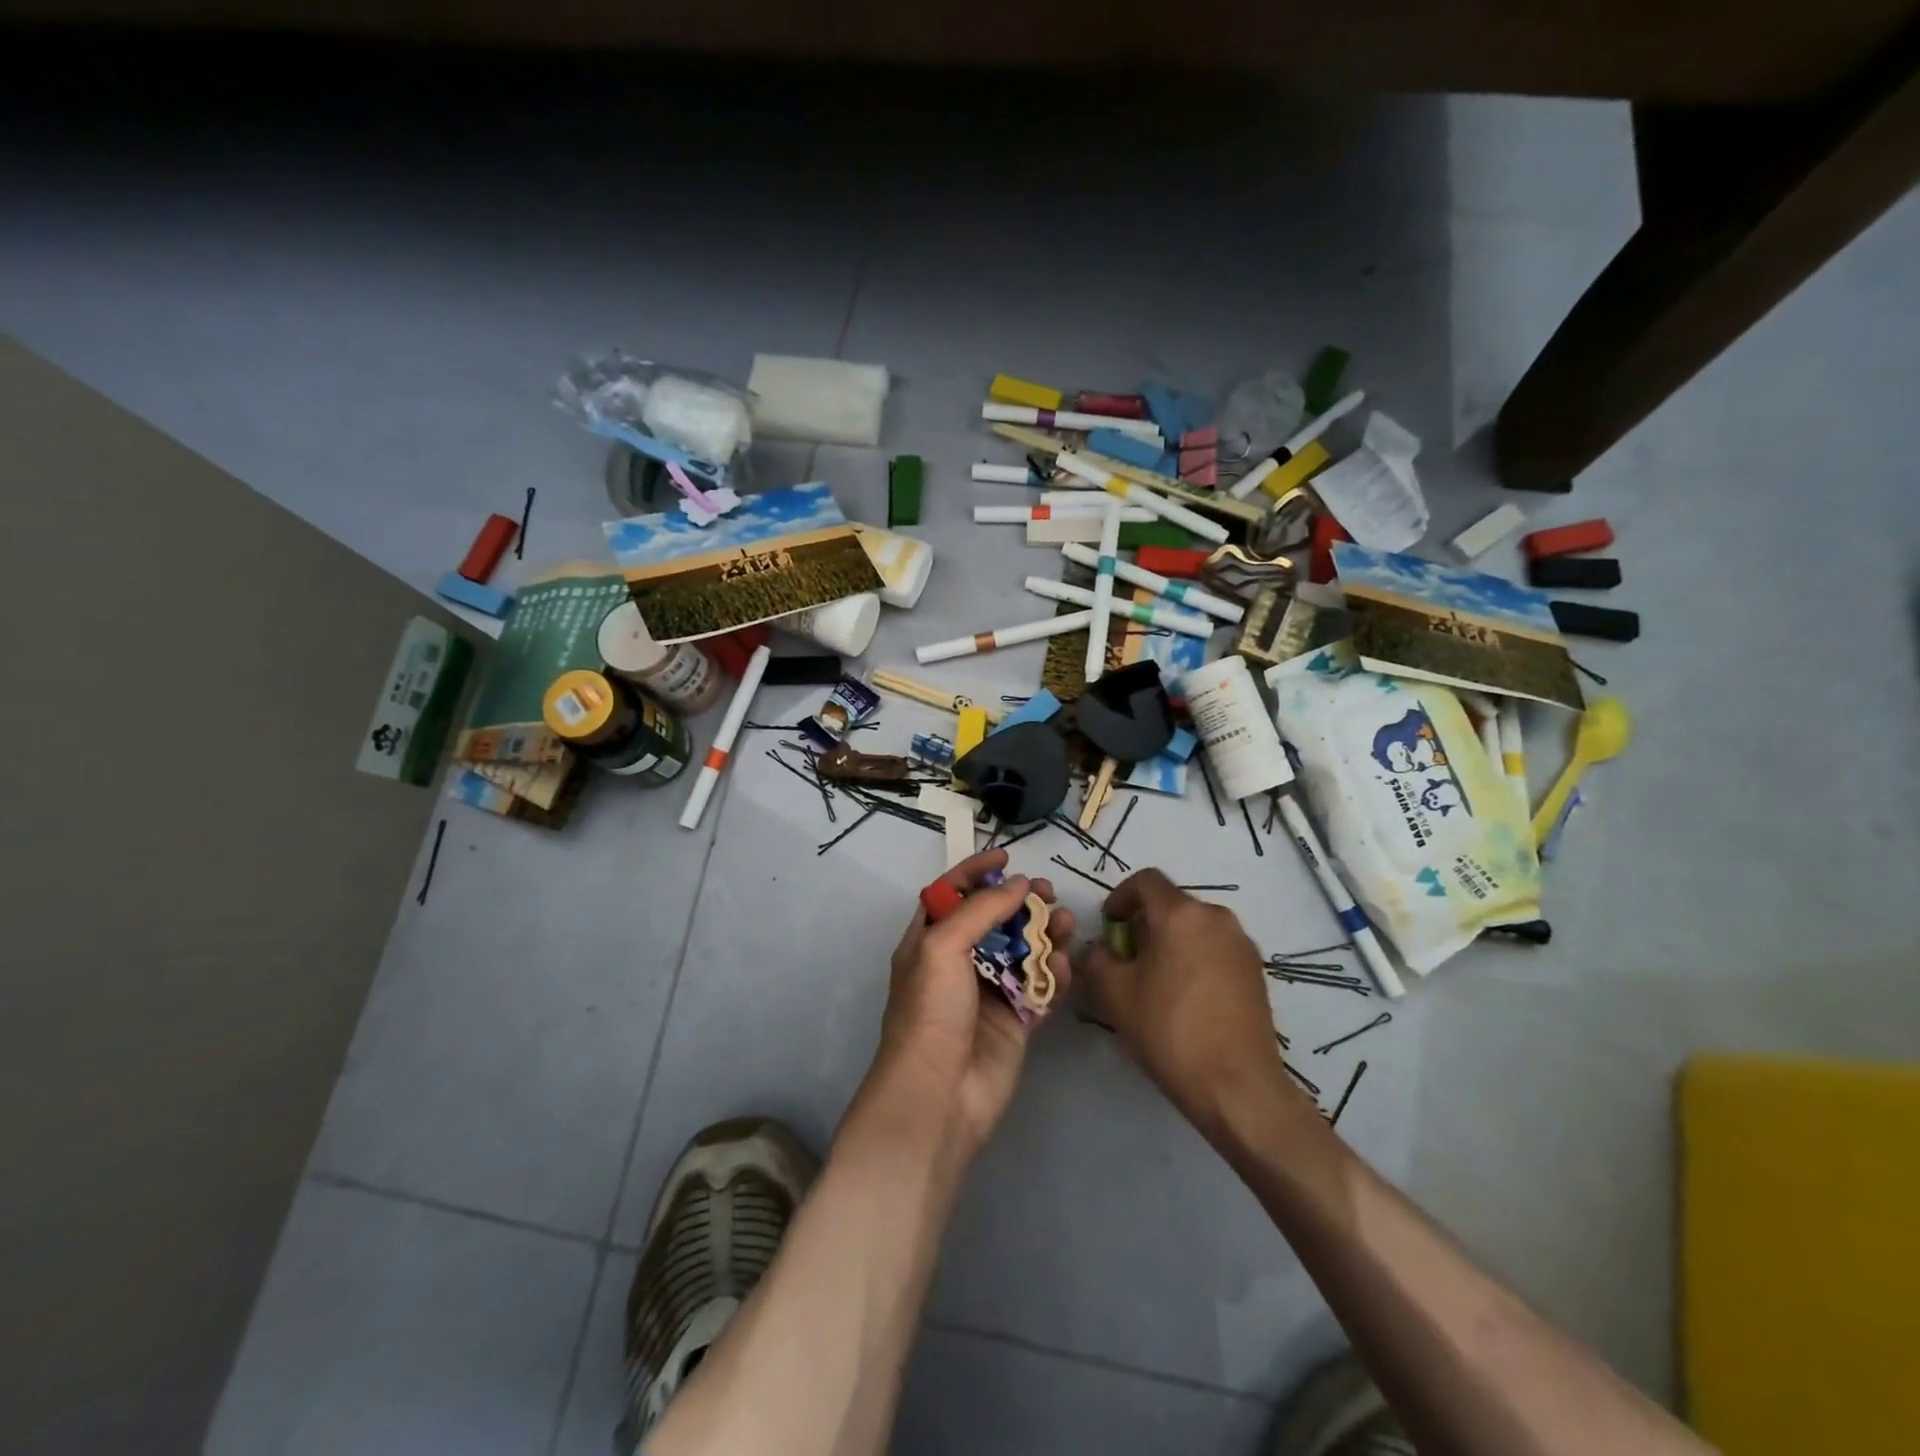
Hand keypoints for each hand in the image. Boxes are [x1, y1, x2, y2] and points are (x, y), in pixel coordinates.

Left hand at [875, 850, 1074, 1156]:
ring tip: (1066, 922)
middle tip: (1047, 891)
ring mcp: (988, 993)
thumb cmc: (931, 1010)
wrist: (939, 1094)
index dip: (975, 872)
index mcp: (928, 941)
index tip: (1006, 856)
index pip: (951, 894)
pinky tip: (1066, 963)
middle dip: (1020, 902)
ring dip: (1044, 934)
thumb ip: (981, 909)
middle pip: (993, 920)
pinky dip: (1054, 973)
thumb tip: (1018, 883)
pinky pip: (1040, 988)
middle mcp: (957, 963)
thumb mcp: (942, 946)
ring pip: (1022, 952)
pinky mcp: (1015, 1022)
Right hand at [1075, 869, 1297, 1136]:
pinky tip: (1186, 998)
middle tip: (1128, 959)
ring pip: (1196, 928)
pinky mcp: (1257, 972)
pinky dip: (1196, 959)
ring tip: (1156, 981)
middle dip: (1145, 924)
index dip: (1121, 897)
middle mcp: (1216, 917)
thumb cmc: (1169, 1031)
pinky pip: (1216, 949)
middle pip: (1172, 905)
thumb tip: (1099, 949)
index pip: (1145, 881)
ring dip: (1171, 942)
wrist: (1238, 1086)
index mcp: (1181, 914)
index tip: (1109, 926)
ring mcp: (1242, 944)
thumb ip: (1096, 959)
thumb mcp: (1114, 994)